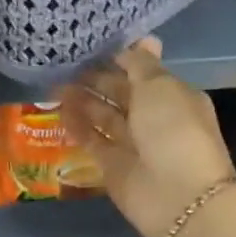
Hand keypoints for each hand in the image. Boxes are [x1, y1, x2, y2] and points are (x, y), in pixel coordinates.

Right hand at [59, 39, 235, 236]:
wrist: (180, 196)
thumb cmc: (174, 130)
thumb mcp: (160, 87)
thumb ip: (142, 64)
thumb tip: (141, 40)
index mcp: (173, 96)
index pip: (143, 71)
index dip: (119, 58)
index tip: (90, 46)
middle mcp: (155, 118)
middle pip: (121, 94)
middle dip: (97, 79)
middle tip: (66, 64)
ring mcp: (134, 144)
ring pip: (105, 117)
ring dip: (83, 101)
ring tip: (55, 85)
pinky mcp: (114, 167)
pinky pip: (93, 141)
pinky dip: (77, 127)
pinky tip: (57, 111)